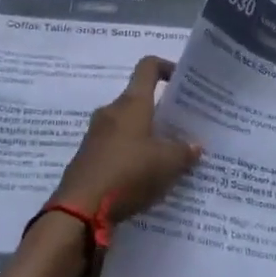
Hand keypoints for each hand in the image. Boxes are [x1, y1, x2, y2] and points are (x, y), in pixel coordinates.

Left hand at [51, 56, 201, 222]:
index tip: (183, 81)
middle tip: (182, 128)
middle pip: (139, 99)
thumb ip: (184, 151)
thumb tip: (195, 145)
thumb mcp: (167, 164)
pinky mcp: (88, 156)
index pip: (148, 67)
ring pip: (127, 125)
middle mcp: (111, 111)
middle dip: (161, 111)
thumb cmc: (128, 173)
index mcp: (132, 103)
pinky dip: (131, 154)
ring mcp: (96, 134)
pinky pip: (116, 146)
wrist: (80, 208)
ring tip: (167, 156)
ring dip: (146, 135)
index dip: (166, 67)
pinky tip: (145, 176)